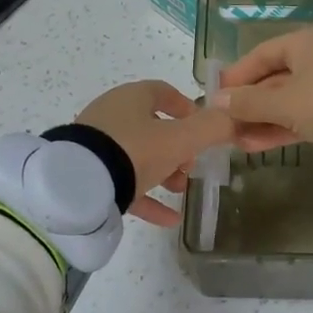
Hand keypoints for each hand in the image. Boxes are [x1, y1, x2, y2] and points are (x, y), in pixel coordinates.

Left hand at [75, 80, 235, 226]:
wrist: (76, 188)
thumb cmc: (133, 152)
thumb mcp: (180, 140)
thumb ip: (212, 128)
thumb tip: (236, 117)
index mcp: (132, 98)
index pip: (163, 92)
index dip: (187, 108)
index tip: (205, 128)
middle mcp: (111, 115)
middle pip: (152, 127)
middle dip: (178, 147)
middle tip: (192, 166)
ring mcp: (96, 145)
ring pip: (137, 155)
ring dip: (163, 172)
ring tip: (181, 190)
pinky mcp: (86, 174)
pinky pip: (122, 183)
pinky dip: (146, 197)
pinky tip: (169, 219)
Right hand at [211, 28, 312, 150]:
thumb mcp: (283, 102)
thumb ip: (248, 102)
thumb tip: (216, 101)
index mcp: (304, 43)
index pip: (261, 55)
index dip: (236, 75)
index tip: (216, 95)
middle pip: (274, 79)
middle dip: (248, 104)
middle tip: (224, 124)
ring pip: (287, 101)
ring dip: (262, 120)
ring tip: (235, 141)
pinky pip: (302, 115)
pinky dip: (281, 128)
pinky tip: (256, 146)